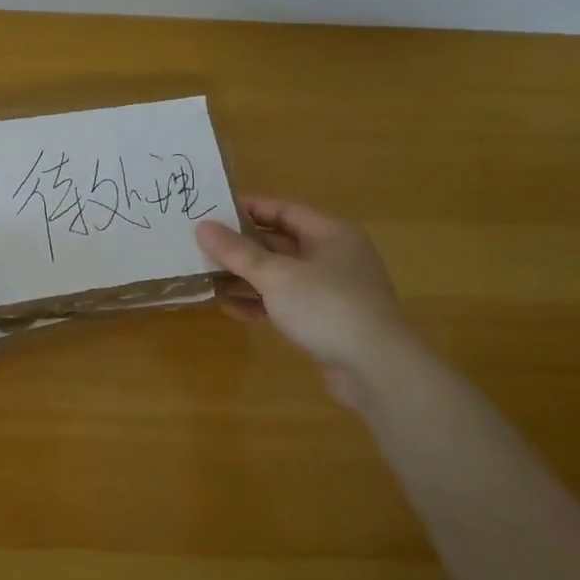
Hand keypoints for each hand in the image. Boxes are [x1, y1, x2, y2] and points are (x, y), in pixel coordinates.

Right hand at [197, 197, 414, 397]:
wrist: (377, 371)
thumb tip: (202, 227)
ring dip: (247, 276)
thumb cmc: (327, 307)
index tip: (212, 210)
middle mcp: (334, 257)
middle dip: (243, 245)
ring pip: (281, 274)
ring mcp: (332, 291)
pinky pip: (286, 302)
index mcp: (331, 234)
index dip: (248, 208)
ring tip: (209, 276)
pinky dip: (261, 302)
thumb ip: (237, 251)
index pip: (284, 210)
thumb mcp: (275, 274)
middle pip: (281, 242)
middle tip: (204, 244)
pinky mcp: (326, 321)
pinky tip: (231, 308)